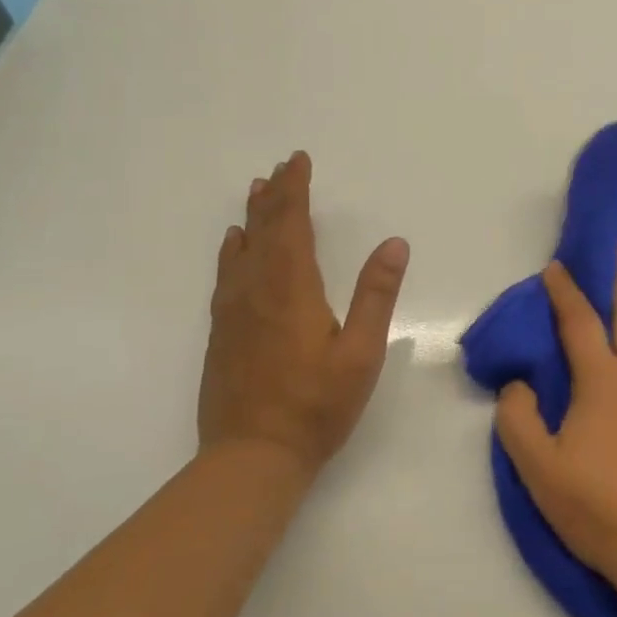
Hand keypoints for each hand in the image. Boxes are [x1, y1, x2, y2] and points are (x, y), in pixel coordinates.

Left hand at [199, 152, 410, 474]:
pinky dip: (232, 250)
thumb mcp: (361, 352)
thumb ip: (376, 295)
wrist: (252, 456)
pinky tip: (234, 245)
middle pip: (264, 230)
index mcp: (292, 288)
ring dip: (252, 217)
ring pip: (242, 249)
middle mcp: (257, 290)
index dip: (295, 190)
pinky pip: (226, 275)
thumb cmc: (317, 405)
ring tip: (257, 190)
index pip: (292, 225)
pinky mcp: (222, 332)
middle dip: (275, 195)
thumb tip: (394, 243)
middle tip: (280, 167)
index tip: (298, 160)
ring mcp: (234, 311)